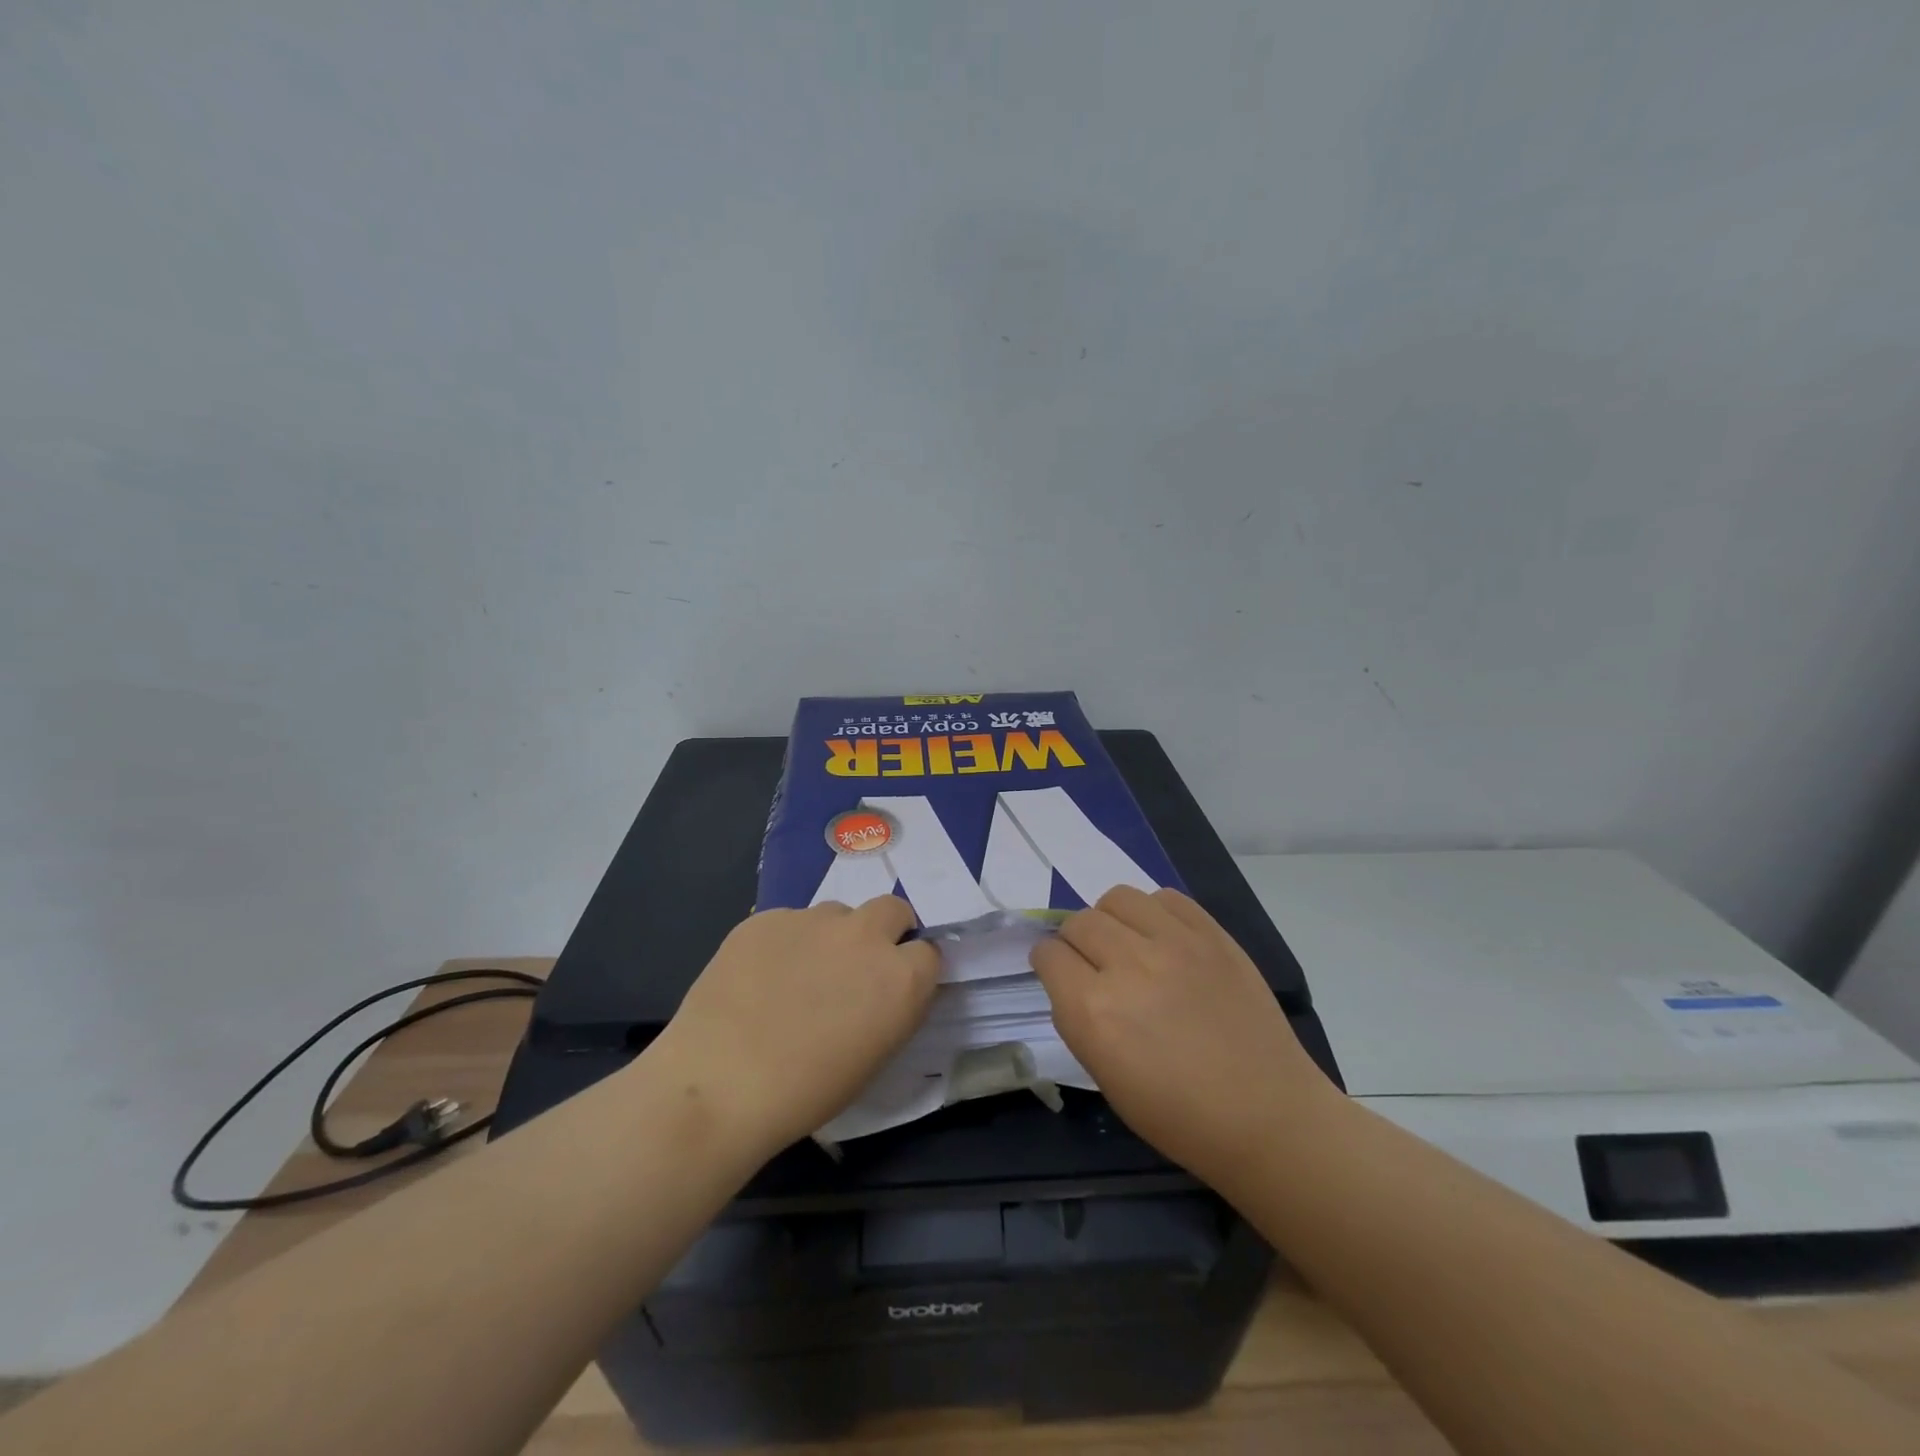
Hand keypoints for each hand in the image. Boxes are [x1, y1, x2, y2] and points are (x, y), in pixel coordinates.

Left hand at [648, 896, 939, 1153]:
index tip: (892, 988)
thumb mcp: (873, 1057)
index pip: (928, 952)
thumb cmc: (806, 1092)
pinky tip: (758, 978)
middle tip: (856, 966)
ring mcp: (813, 920)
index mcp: (901, 977)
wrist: (720, 1084)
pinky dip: (784, 943)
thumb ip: (889, 1008)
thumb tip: (880, 989)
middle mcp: (865, 936)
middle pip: (892, 909)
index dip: (911, 969)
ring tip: (796, 976)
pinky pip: (788, 922)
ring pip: (836, 913)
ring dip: (830, 937)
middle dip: (884, 930)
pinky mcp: (767, 918)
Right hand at [1031, 885, 1332, 1188]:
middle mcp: (1128, 966)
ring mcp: (1175, 944)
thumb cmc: (1179, 1116)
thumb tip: (1070, 979)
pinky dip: (1154, 912)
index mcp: (1094, 1012)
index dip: (1049, 964)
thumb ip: (1078, 1018)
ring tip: (1128, 943)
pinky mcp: (1212, 934)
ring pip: (1117, 898)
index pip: (1048, 955)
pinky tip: (1164, 939)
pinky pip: (1166, 897)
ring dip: (1111, 919)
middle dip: (1076, 941)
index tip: (1060, 975)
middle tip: (1094, 964)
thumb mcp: (1105, 1078)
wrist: (1267, 1115)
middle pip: (1079, 921)